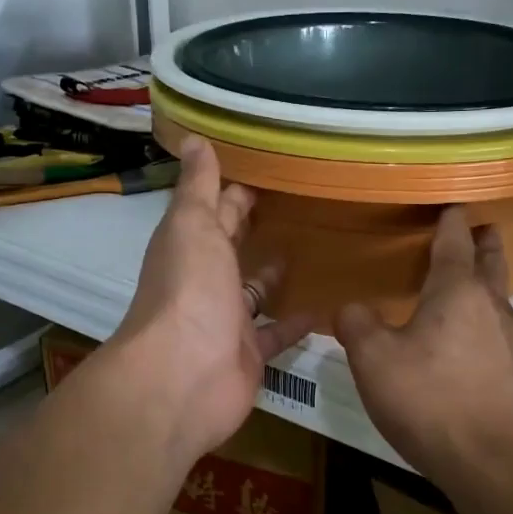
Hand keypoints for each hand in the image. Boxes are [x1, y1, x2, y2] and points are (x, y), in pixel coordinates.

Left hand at [109, 137, 309, 458]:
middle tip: (301, 205)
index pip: (216, 210)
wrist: (184, 377)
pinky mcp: (251, 354)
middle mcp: (205, 281)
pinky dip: (297, 322)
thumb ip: (197, 186)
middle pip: (233, 249)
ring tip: (317, 250)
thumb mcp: (192, 226)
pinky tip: (327, 306)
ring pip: (254, 292)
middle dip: (254, 229)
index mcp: (189, 246)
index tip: (271, 169)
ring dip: (274, 275)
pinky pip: (277, 333)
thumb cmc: (189, 291)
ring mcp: (227, 320)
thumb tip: (193, 136)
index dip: (236, 190)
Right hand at [336, 208, 512, 484]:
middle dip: (483, 241)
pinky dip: (481, 314)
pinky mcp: (512, 371)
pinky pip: (495, 326)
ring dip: (485, 278)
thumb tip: (350, 308)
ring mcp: (508, 339)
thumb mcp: (373, 359)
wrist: (491, 462)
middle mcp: (489, 305)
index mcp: (456, 289)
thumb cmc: (429, 398)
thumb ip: (356, 324)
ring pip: (497, 294)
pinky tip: (463, 334)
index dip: (451, 219)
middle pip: (491, 260)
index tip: (449, 203)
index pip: (455, 239)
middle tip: (476, 228)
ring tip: (464, 278)